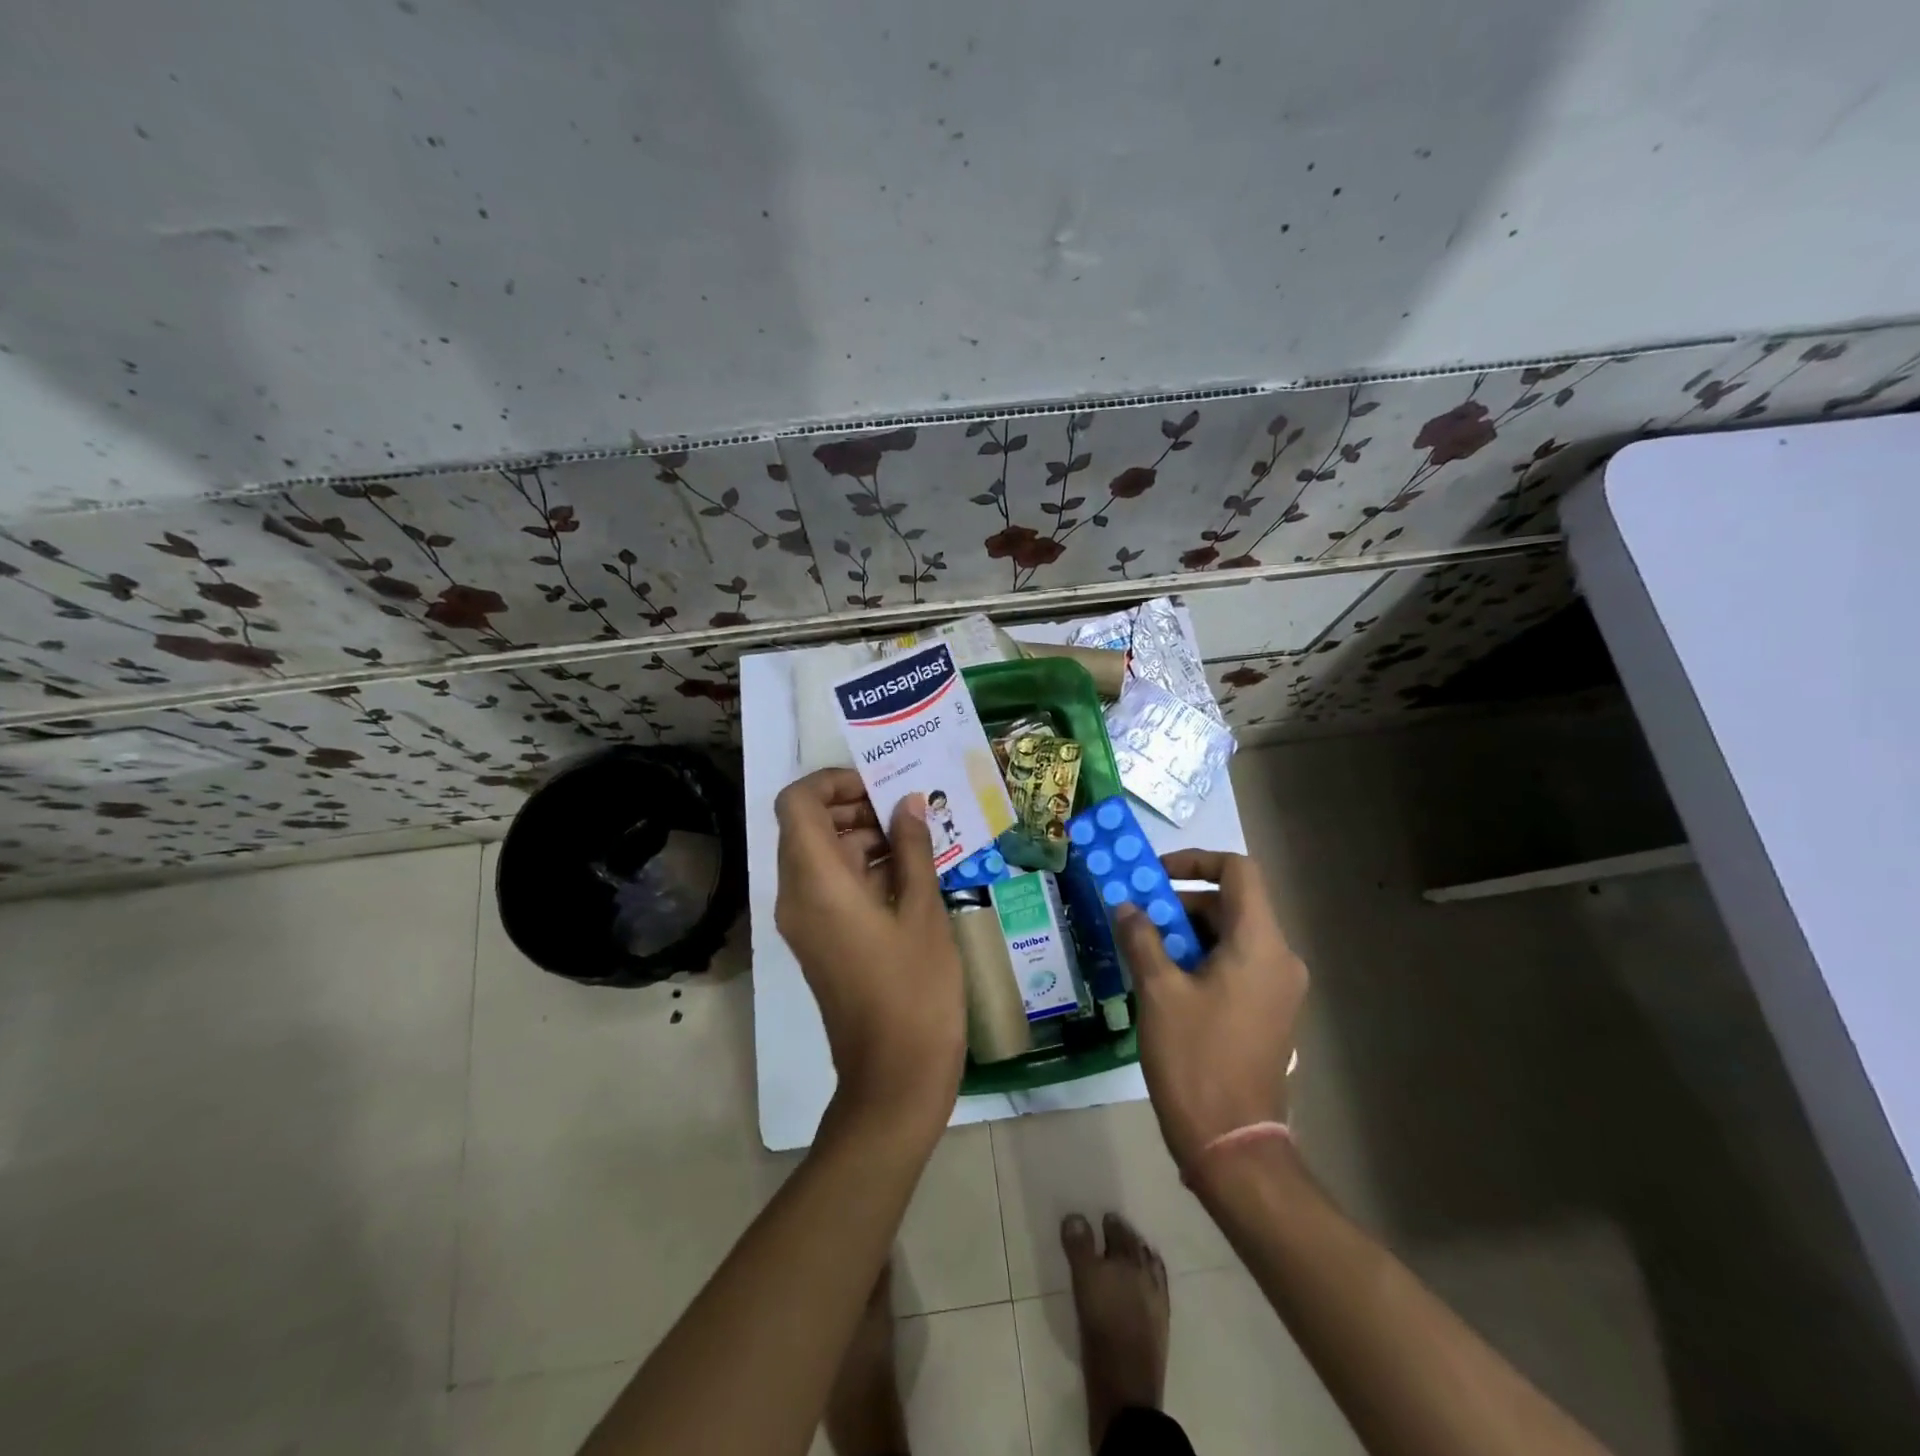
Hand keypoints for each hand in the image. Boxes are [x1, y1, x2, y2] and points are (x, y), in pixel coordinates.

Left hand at [774, 768, 964, 1129]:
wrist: (894, 1077)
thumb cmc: (915, 990)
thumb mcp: (923, 911)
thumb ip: (912, 849)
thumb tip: (908, 803)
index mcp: (816, 882)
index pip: (797, 803)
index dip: (832, 782)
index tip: (878, 785)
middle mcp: (796, 896)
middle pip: (807, 826)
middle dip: (853, 807)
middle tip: (907, 809)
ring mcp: (804, 922)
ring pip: (819, 856)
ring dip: (860, 837)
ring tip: (917, 838)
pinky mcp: (818, 940)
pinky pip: (828, 886)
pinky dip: (860, 868)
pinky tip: (909, 871)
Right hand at [1114, 848, 1306, 1172]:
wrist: (1233, 1144)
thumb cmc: (1195, 1059)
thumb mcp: (1159, 991)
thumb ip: (1142, 938)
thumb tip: (1127, 907)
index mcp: (1260, 944)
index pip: (1238, 871)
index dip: (1196, 861)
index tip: (1154, 876)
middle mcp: (1280, 958)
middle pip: (1232, 904)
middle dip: (1181, 904)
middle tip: (1138, 920)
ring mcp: (1279, 988)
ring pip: (1232, 936)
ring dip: (1187, 933)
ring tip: (1145, 952)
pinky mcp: (1270, 1013)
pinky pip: (1237, 965)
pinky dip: (1203, 959)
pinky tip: (1166, 983)